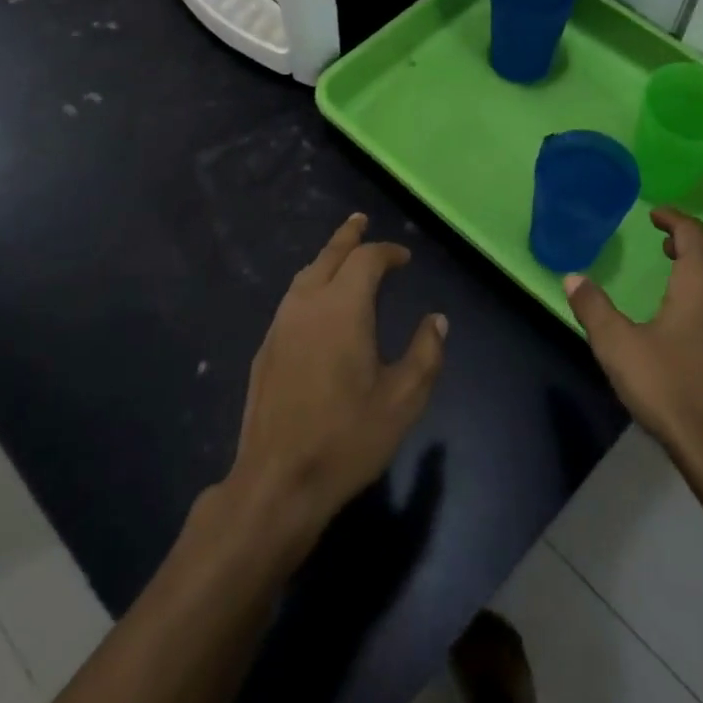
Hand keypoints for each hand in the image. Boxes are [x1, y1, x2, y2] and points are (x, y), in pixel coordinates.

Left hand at [227, 213, 446, 543]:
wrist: (277, 480)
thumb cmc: (347, 438)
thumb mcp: (403, 400)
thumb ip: (425, 354)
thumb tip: (437, 320)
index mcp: (342, 308)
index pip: (365, 260)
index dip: (387, 252)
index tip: (404, 258)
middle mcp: (307, 305)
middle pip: (328, 256)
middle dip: (348, 237)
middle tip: (360, 221)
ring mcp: (280, 326)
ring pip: (304, 275)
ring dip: (325, 258)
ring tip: (340, 254)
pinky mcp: (265, 349)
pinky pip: (292, 299)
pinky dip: (310, 284)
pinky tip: (317, 301)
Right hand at [565, 207, 702, 478]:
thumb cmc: (669, 387)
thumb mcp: (617, 346)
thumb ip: (593, 308)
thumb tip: (572, 277)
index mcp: (702, 284)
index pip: (694, 234)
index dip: (674, 219)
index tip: (655, 215)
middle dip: (690, 244)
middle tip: (664, 246)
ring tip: (678, 279)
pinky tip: (697, 326)